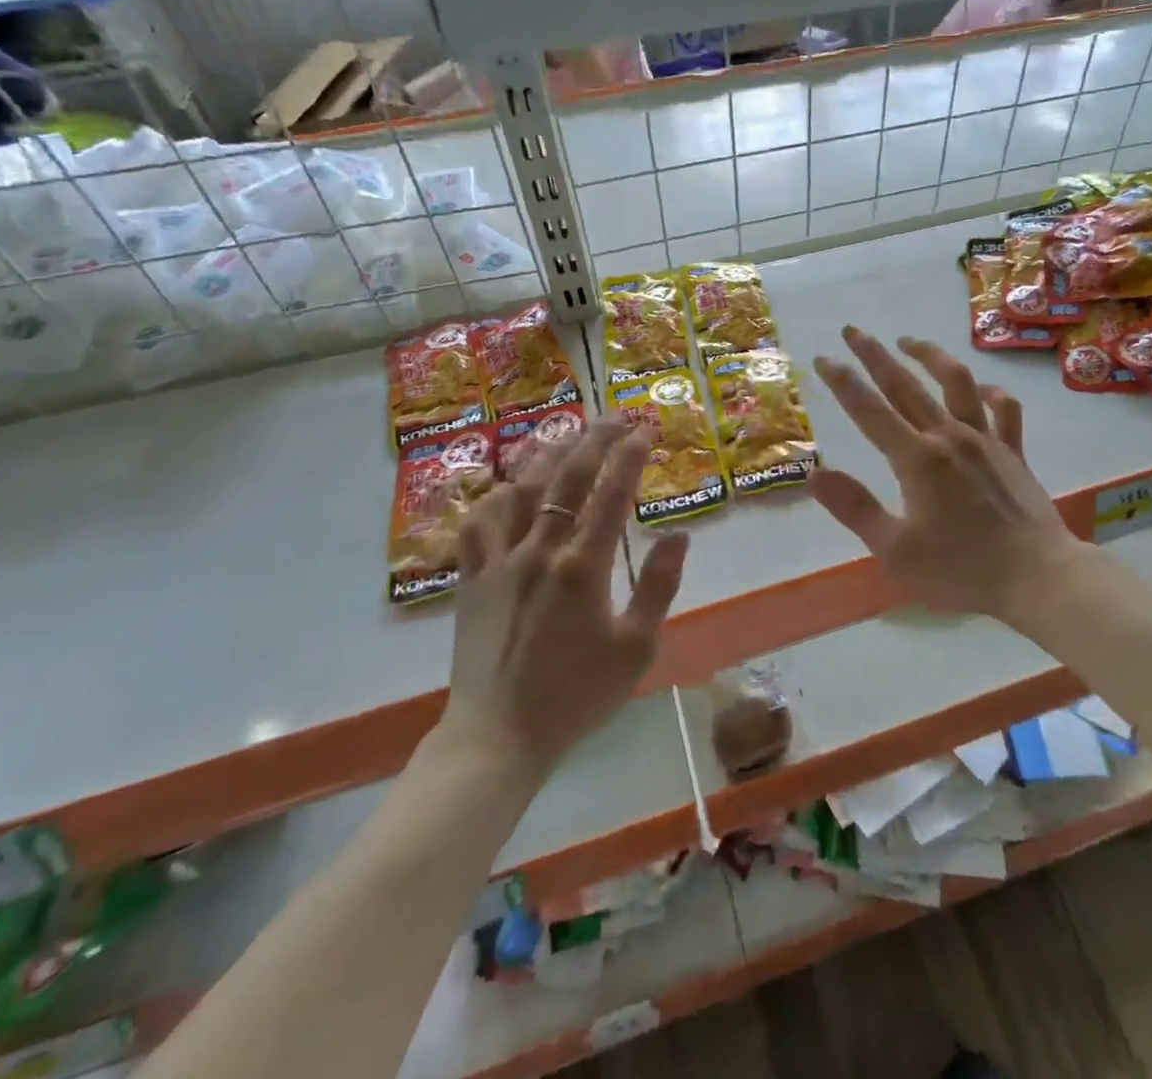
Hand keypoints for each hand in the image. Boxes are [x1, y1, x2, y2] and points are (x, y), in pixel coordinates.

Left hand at [434, 418, 688, 779]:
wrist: (499, 735)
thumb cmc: (576, 694)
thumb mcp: (637, 647)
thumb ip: (659, 585)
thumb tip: (679, 534)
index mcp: (583, 567)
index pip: (612, 493)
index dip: (631, 456)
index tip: (645, 430)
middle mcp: (540, 550)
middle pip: (568, 477)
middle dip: (594, 438)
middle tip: (614, 415)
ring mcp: (499, 560)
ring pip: (522, 489)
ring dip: (548, 455)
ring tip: (568, 435)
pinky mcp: (472, 577)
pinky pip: (479, 522)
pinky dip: (498, 496)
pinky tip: (511, 487)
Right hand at [808, 327, 1081, 620]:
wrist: (1039, 578)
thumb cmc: (962, 571)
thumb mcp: (896, 550)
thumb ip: (855, 508)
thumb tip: (814, 474)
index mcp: (917, 460)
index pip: (870, 411)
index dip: (844, 382)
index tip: (823, 358)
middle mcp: (949, 437)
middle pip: (906, 385)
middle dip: (875, 356)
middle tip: (853, 330)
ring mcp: (986, 440)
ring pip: (957, 382)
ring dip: (930, 356)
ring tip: (909, 341)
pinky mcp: (1014, 452)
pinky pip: (1005, 409)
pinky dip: (991, 392)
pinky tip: (981, 387)